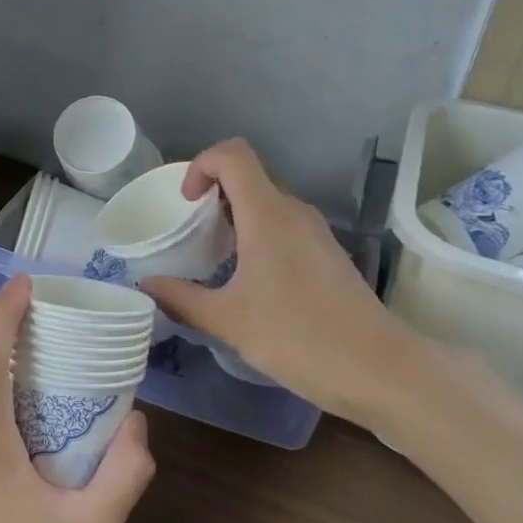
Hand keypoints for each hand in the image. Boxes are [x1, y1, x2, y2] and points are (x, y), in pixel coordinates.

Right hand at [140, 139, 407, 418]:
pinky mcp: (328, 254)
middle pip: (250, 175)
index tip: (185, 203)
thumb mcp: (227, 320)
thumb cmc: (297, 336)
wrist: (376, 368)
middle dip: (214, 193)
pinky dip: (259, 235)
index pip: (233, 154)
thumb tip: (146, 285)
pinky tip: (250, 278)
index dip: (201, 165)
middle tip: (192, 231)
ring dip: (237, 216)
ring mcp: (316, 232)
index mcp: (268, 214)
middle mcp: (294, 212)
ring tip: (215, 256)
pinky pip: (285, 226)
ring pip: (269, 202)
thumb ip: (181, 298)